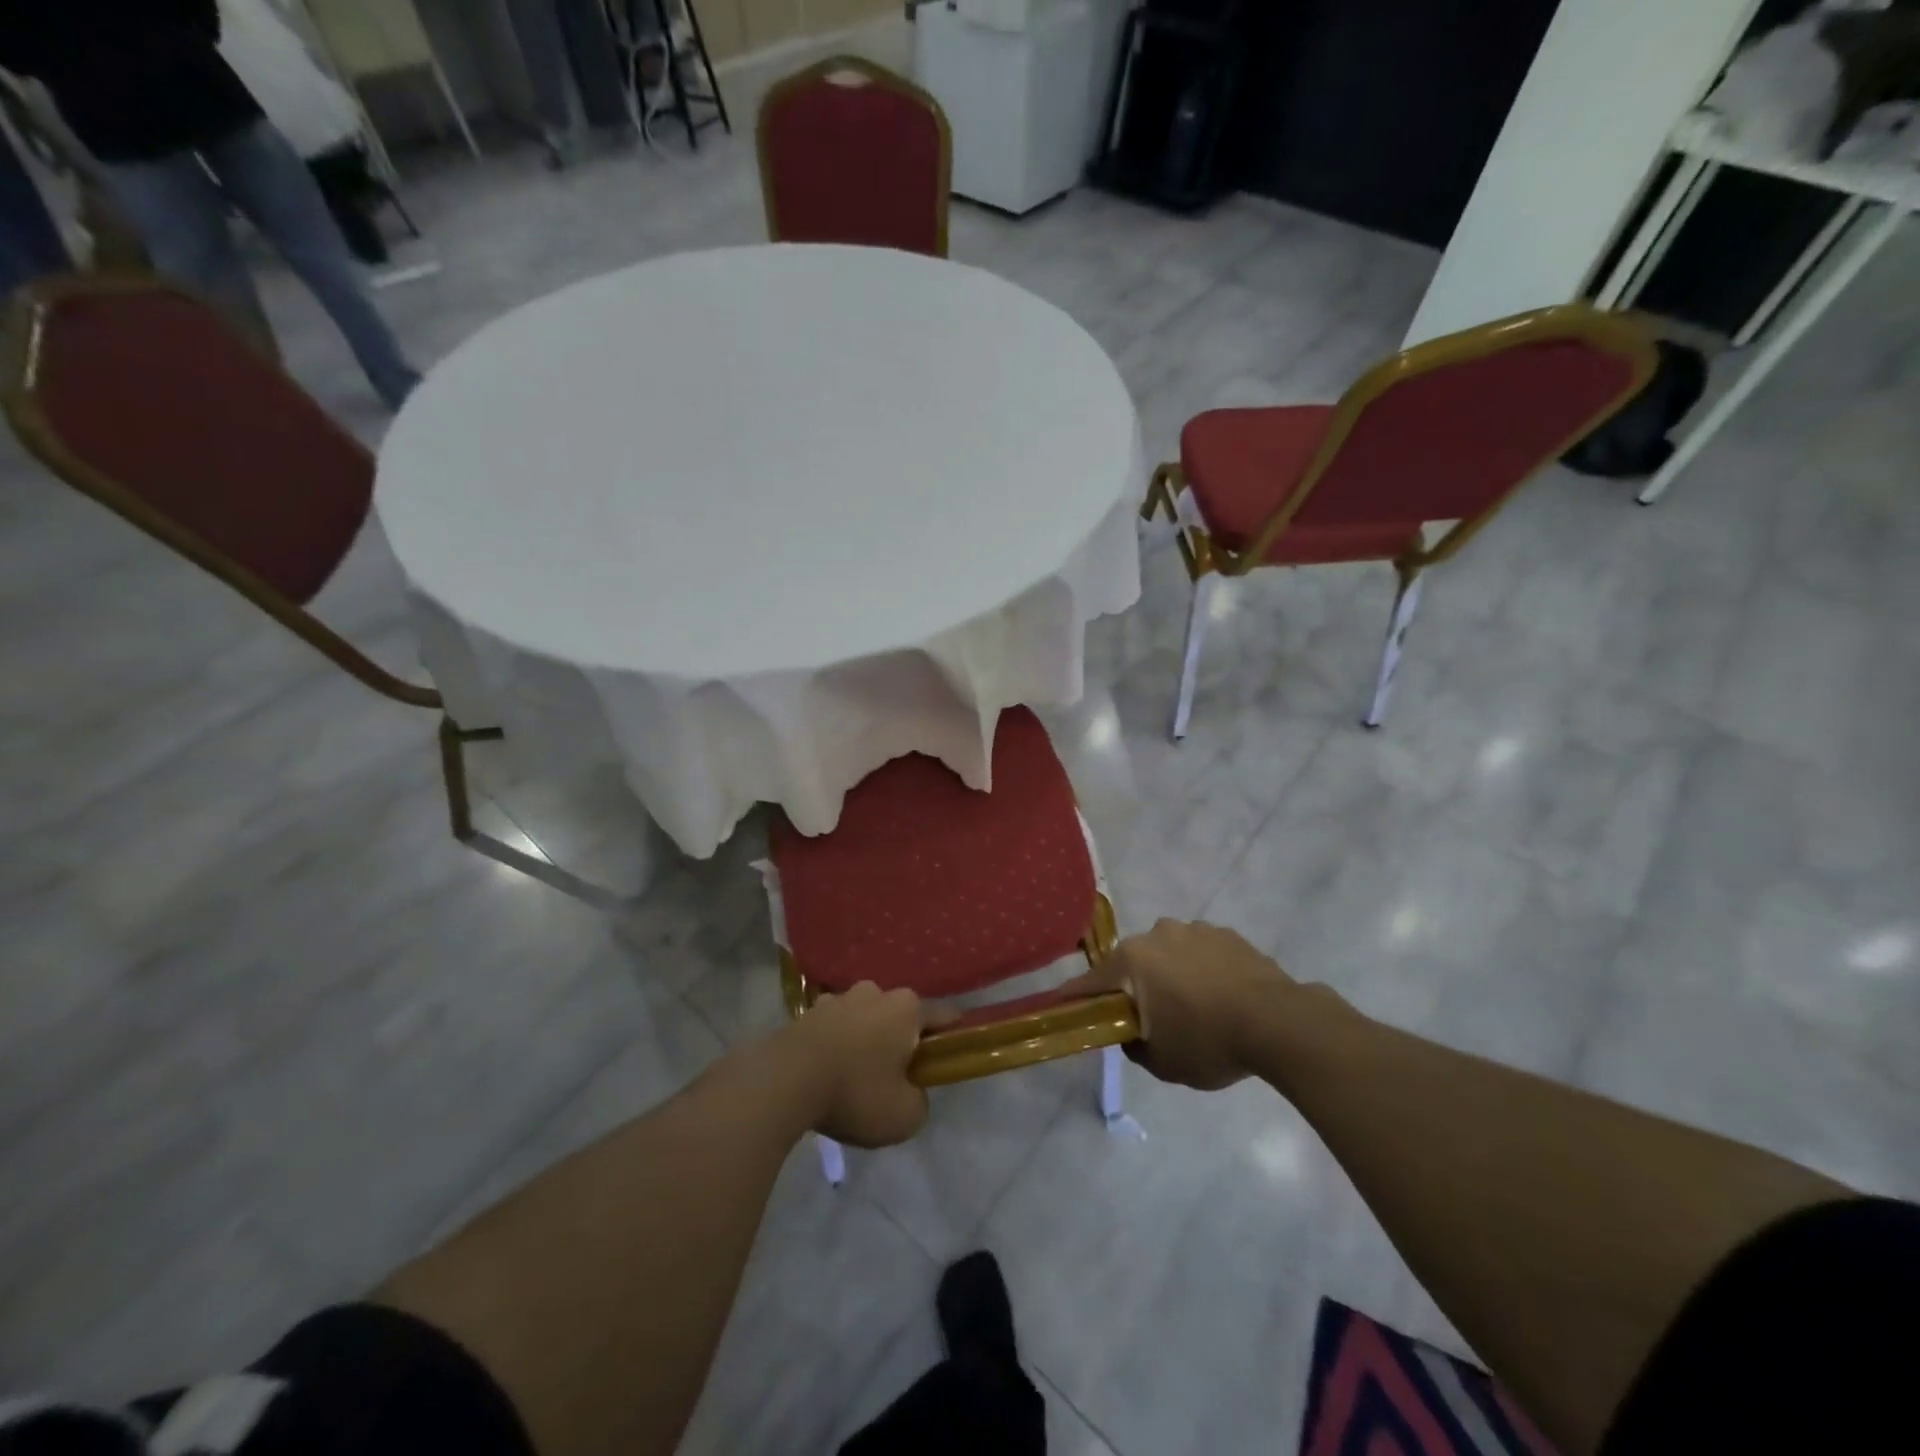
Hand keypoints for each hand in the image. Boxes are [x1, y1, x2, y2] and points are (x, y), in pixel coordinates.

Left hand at [780, 982, 933, 1147]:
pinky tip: (827, 1073)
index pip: (944, 1015)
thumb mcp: (904, 1116)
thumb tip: (911, 1092)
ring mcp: (839, 998)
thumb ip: (920, 1102)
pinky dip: (837, 1044)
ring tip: (855, 1078)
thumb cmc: (855, 1092)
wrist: (783, 1082)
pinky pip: (835, 1028)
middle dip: (902, 1040)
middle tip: (895, 1078)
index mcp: (907, 1008)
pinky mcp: (808, 1011)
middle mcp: (876, 992)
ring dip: (866, 1040)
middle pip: (901, 1016)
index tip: (948, 1058)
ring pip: (866, 1019)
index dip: (951, 1037)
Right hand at [1062, 919, 1302, 1090]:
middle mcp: (1157, 934)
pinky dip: (1203, 970)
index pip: (1090, 982)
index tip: (1064, 1008)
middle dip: (1136, 986)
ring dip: (1172, 975)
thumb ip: (1134, 1045)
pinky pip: (1202, 953)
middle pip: (1133, 963)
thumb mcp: (1162, 1062)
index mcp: (1132, 960)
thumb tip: (1131, 1032)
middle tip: (1151, 1018)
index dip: (1076, 998)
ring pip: (1169, 954)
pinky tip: (1222, 997)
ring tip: (1196, 1008)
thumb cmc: (1208, 1042)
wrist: (1279, 1022)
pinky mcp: (1227, 934)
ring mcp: (1194, 929)